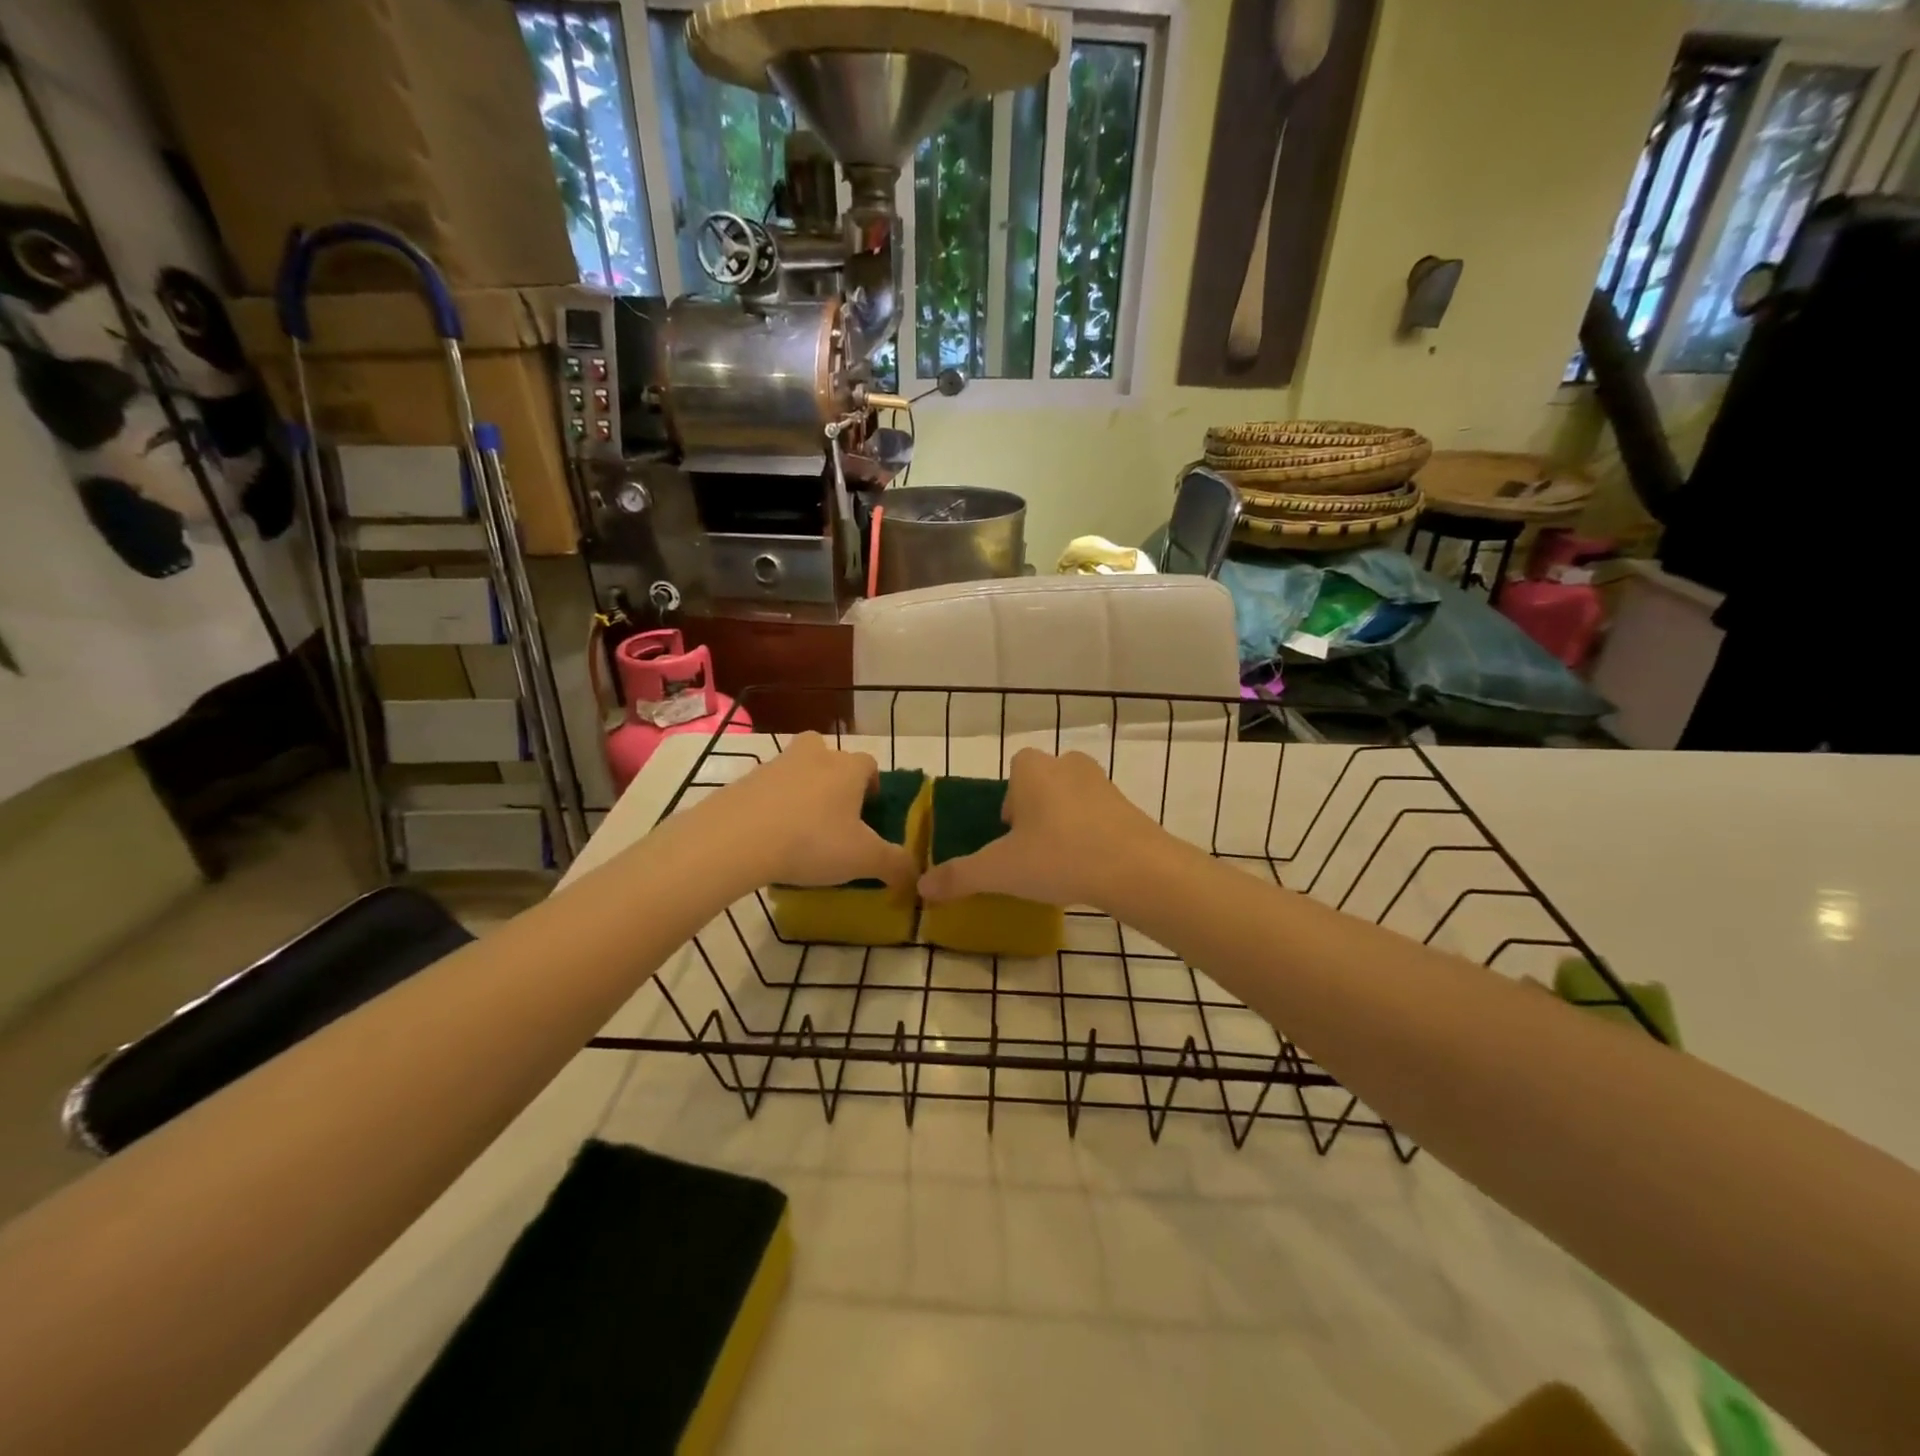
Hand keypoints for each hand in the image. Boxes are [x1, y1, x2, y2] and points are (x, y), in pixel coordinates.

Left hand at [710, 733, 918, 890]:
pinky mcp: (743, 781)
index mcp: (848, 768)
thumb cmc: (812, 841)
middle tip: (834, 812)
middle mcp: (814, 756)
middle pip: (829, 755)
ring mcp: (775, 765)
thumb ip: (894, 864)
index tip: (870, 812)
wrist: (736, 839)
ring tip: (800, 829)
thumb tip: (915, 873)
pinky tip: (770, 838)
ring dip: (801, 790)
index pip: (869, 765)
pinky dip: (772, 806)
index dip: (873, 786)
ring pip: (796, 770)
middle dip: (834, 778)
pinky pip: (766, 789)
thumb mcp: (863, 859)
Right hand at [917, 748, 1164, 908]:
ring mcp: (1102, 783)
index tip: (1009, 833)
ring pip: (1072, 796)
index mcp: (1033, 770)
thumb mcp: (1000, 870)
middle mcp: (1068, 765)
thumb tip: (922, 888)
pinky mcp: (1128, 806)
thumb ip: (959, 876)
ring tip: (1059, 861)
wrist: (1136, 868)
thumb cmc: (1058, 857)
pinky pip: (1098, 814)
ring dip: (1063, 821)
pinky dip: (1090, 833)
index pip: (1015, 769)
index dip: (1009, 799)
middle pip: (1042, 781)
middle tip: (1031, 850)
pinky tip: (1088, 865)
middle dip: (1035, 810)